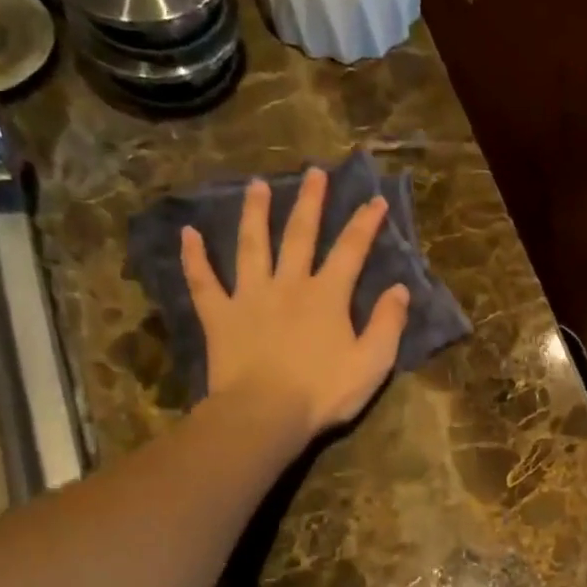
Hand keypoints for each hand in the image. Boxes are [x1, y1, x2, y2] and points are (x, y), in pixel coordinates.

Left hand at [180, 167, 410, 435]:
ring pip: (252, 245)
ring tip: (256, 185)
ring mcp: (250, 296)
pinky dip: (194, 257)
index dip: (365, 224)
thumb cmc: (323, 391)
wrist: (265, 414)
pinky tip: (188, 234)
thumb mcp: (372, 362)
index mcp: (327, 296)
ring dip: (255, 213)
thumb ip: (387, 323)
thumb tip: (399, 290)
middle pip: (300, 234)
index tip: (375, 199)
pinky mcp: (220, 316)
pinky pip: (202, 281)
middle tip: (314, 173)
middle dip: (311, 202)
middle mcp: (289, 285)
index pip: (351, 250)